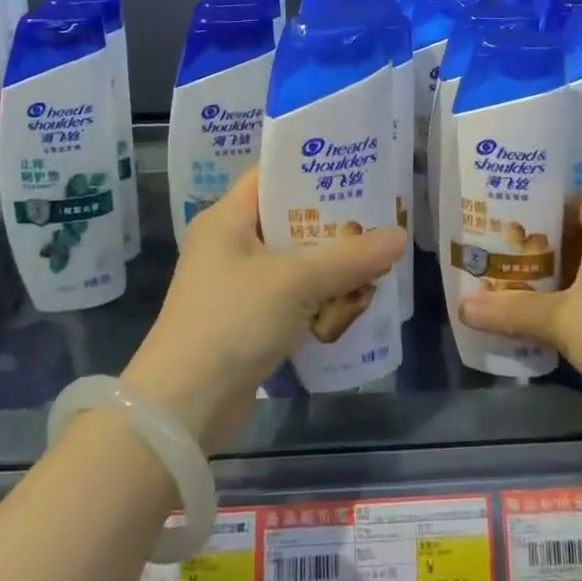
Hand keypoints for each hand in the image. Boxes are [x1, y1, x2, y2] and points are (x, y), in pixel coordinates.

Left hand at [121, 167, 404, 450]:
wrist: (182, 410)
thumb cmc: (233, 322)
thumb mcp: (297, 283)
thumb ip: (350, 258)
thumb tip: (399, 235)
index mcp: (226, 219)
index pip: (271, 176)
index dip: (311, 170)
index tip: (355, 171)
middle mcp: (227, 245)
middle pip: (287, 221)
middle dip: (331, 227)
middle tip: (376, 222)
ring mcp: (233, 286)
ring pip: (292, 264)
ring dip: (328, 270)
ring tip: (373, 267)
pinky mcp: (242, 323)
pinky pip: (288, 299)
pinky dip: (315, 302)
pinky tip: (349, 308)